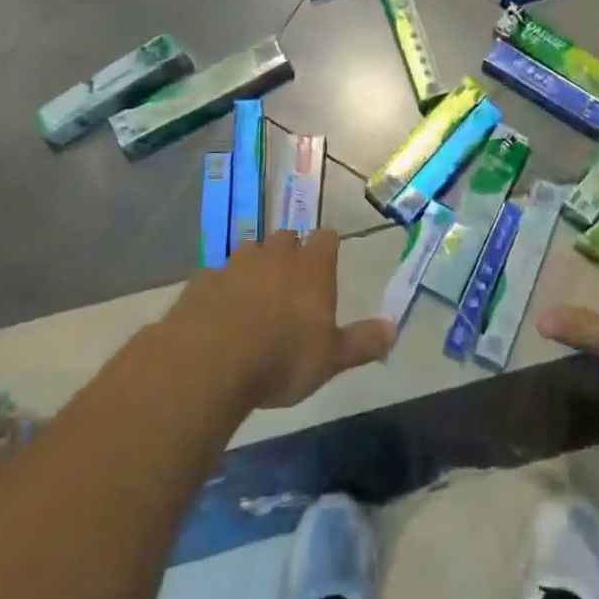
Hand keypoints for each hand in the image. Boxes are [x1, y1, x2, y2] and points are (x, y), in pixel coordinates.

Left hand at [166, 228, 394, 410]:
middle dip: (290, 251)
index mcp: (312, 267)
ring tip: (254, 292)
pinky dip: (222, 287)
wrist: (211, 361)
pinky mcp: (203, 280)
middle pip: (287, 237)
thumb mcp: (331, 359)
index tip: (327, 258)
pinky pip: (217, 275)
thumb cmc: (283, 357)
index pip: (327, 238)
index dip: (327, 247)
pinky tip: (219, 310)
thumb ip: (362, 342)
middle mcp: (276, 254)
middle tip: (291, 278)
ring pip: (250, 251)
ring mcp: (236, 263)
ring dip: (254, 265)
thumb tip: (395, 329)